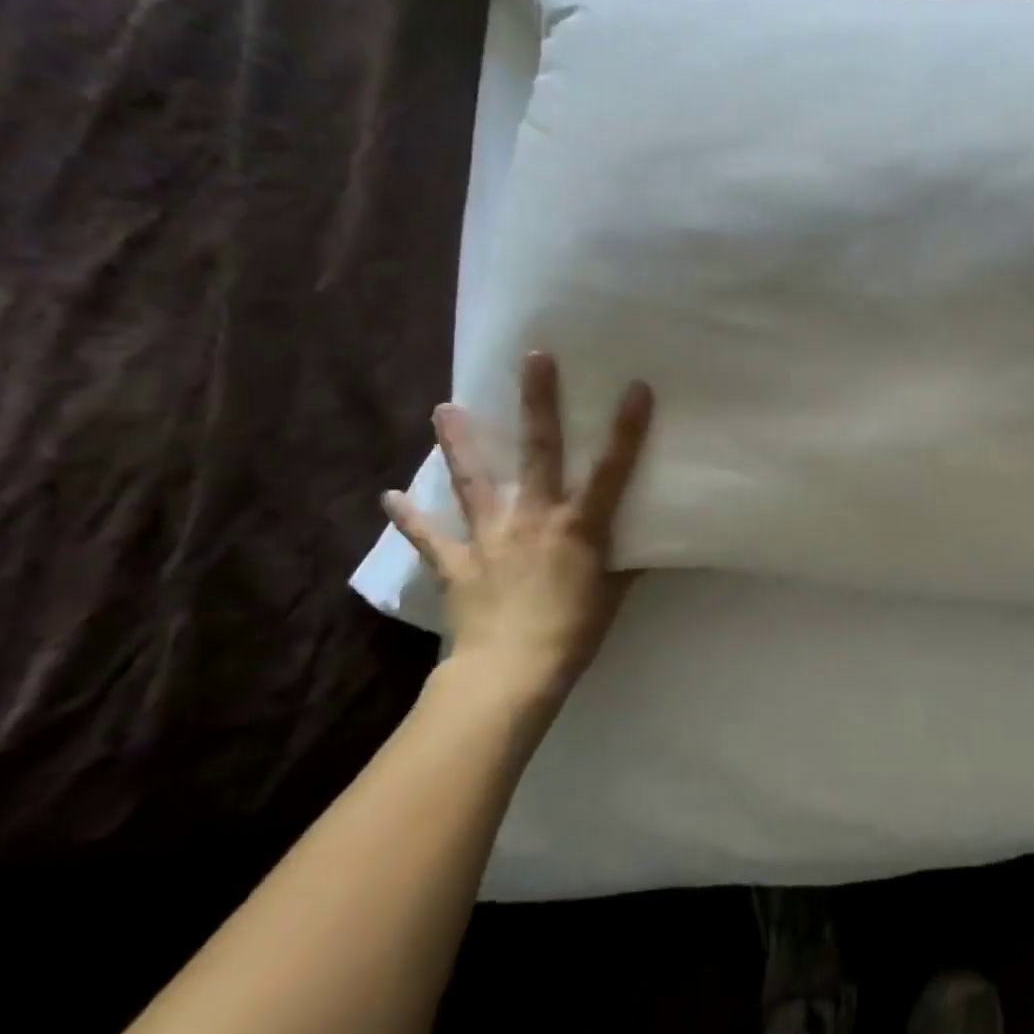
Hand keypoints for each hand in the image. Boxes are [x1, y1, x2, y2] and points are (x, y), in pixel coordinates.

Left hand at [383, 353, 653, 707]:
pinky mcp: (457, 562)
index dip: (627, 428)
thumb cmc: (574, 632)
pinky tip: (388, 496)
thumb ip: (626, 563)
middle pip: (541, 451)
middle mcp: (535, 517)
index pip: (613, 468)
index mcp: (579, 525)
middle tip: (534, 359)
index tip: (636, 387)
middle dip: (540, 402)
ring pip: (475, 480)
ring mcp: (491, 536)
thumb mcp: (614, 595)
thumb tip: (645, 544)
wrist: (510, 675)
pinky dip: (409, 517)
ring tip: (445, 408)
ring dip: (460, 443)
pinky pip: (429, 537)